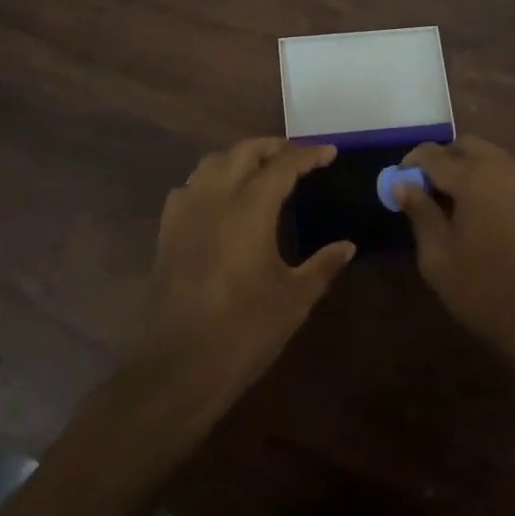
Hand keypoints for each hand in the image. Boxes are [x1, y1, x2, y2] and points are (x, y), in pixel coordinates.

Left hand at [128, 138, 353, 423]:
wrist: (178, 368)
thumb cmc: (244, 332)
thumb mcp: (294, 299)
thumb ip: (322, 265)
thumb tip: (347, 246)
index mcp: (248, 209)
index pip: (282, 165)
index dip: (307, 155)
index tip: (329, 152)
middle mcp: (213, 199)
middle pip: (242, 152)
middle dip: (272, 147)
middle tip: (297, 156)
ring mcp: (185, 214)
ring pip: (210, 163)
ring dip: (239, 158)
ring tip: (261, 170)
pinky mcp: (167, 233)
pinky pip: (189, 187)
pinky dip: (210, 179)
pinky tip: (221, 199)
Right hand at [393, 137, 514, 381]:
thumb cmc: (485, 289)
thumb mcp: (438, 256)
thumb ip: (419, 212)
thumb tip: (402, 184)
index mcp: (474, 176)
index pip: (433, 155)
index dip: (410, 164)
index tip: (397, 182)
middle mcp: (503, 167)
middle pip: (465, 146)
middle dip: (441, 160)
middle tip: (423, 189)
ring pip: (488, 156)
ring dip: (465, 167)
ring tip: (447, 201)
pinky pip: (506, 172)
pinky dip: (486, 178)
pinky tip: (474, 209)